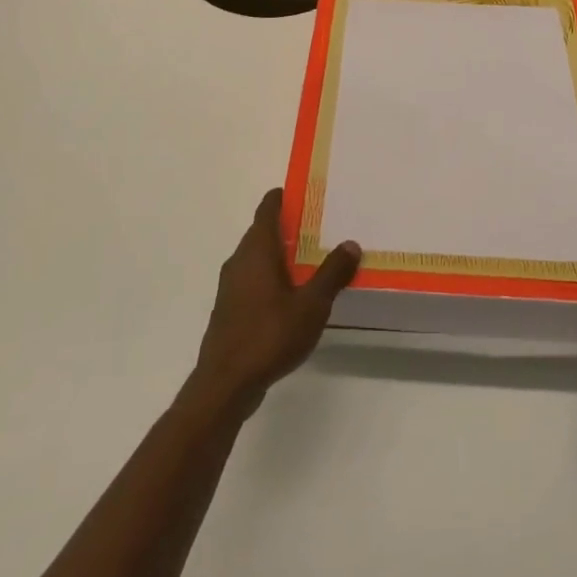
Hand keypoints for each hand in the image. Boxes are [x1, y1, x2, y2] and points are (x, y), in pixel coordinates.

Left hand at [192, 189, 360, 413]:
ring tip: (311, 259)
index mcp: (257, 251)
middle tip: (319, 225)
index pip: (267, 210)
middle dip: (288, 227)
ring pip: (257, 258)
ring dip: (280, 254)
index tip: (302, 192)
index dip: (283, 198)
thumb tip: (350, 244)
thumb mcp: (311, 305)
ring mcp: (231, 287)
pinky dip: (272, 277)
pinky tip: (293, 294)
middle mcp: (239, 261)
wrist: (226, 383)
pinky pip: (254, 280)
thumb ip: (332, 273)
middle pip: (262, 233)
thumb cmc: (269, 335)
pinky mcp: (230, 310)